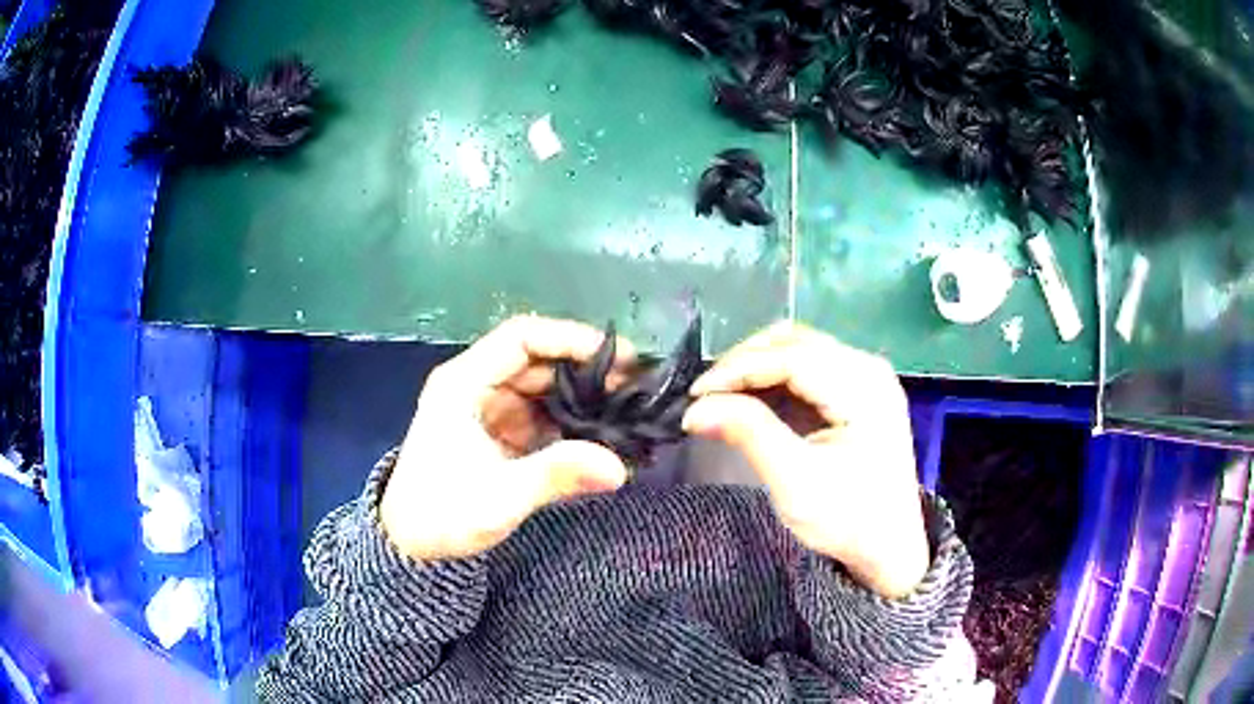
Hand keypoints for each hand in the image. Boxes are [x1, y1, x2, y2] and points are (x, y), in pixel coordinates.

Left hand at [381, 316, 633, 560]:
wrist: (411, 544)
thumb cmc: (442, 514)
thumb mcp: (498, 497)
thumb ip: (556, 475)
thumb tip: (620, 467)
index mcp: (463, 383)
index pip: (521, 338)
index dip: (570, 338)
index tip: (618, 358)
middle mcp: (476, 385)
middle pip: (537, 360)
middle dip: (585, 370)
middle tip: (635, 390)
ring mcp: (488, 408)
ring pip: (542, 387)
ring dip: (582, 396)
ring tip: (626, 411)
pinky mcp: (499, 431)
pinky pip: (540, 414)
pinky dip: (570, 421)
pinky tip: (602, 435)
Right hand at [682, 322, 928, 598]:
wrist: (890, 548)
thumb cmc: (848, 520)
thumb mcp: (796, 482)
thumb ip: (749, 434)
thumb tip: (695, 409)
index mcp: (863, 387)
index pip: (791, 356)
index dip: (737, 369)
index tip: (695, 394)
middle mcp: (868, 369)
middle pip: (796, 342)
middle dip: (745, 362)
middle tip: (706, 394)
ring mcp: (866, 378)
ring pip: (800, 349)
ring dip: (757, 367)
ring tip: (721, 396)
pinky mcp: (859, 393)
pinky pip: (810, 369)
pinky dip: (775, 381)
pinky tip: (751, 401)